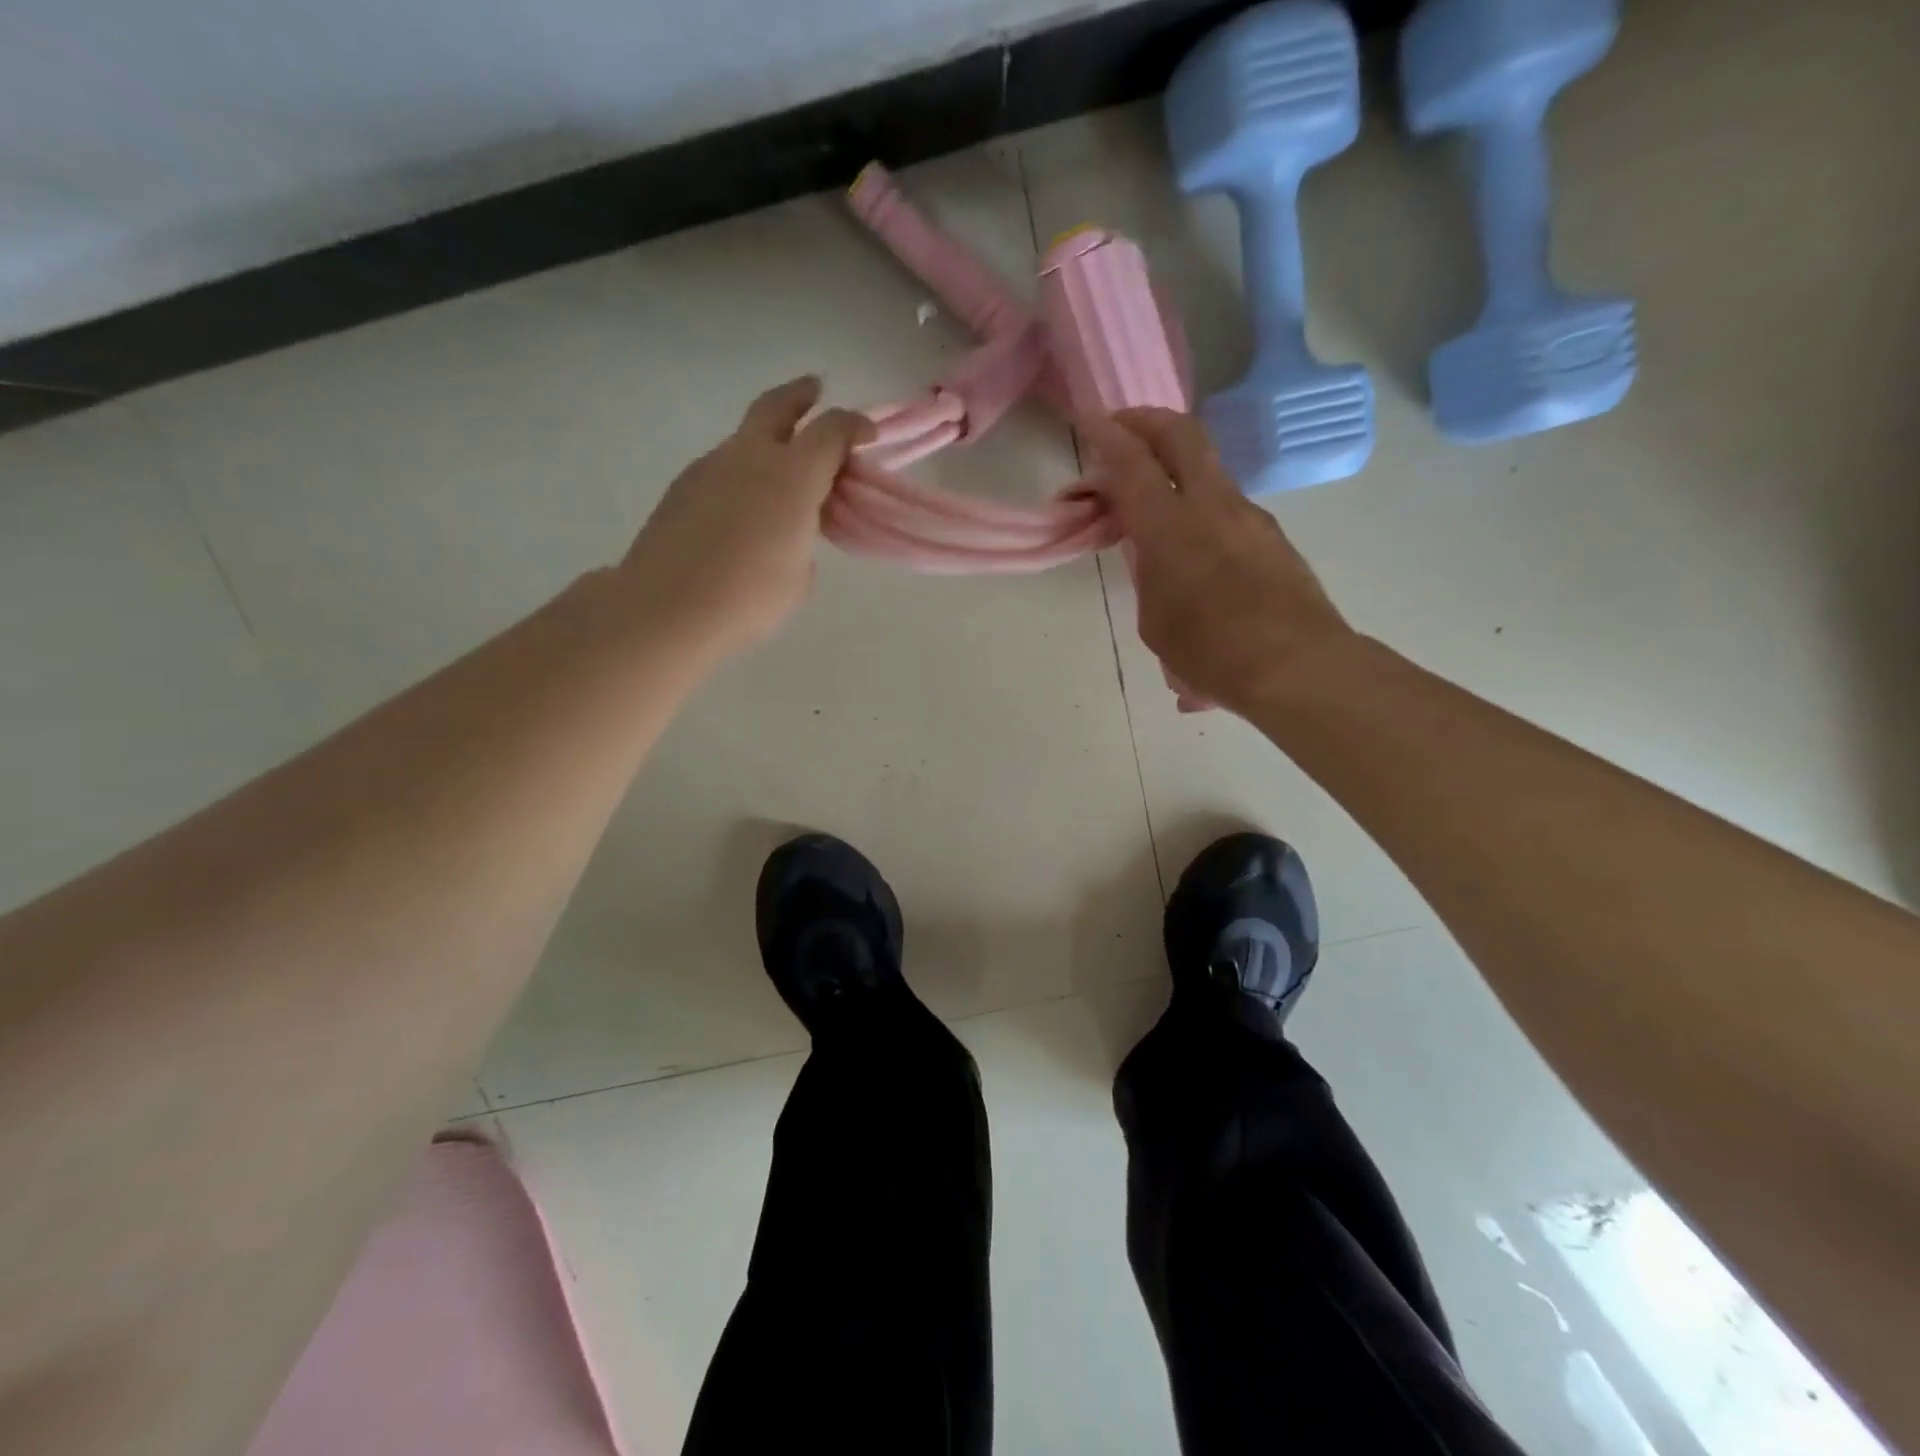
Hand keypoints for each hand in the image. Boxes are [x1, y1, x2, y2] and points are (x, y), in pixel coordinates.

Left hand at [621, 377, 871, 654]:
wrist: (665, 609)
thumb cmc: (749, 598)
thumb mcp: (799, 575)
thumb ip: (803, 539)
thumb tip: (789, 532)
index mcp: (792, 476)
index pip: (831, 430)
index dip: (854, 426)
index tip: (867, 435)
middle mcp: (750, 457)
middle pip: (777, 406)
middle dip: (800, 395)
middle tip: (814, 390)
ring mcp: (710, 467)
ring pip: (745, 438)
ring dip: (767, 442)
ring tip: (780, 473)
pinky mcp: (682, 487)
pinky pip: (722, 467)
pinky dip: (742, 474)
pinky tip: (742, 510)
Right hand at [1078, 408, 1352, 716]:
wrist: (1296, 665)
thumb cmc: (1210, 652)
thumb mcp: (1155, 619)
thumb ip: (1148, 575)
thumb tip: (1152, 558)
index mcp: (1170, 526)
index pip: (1134, 462)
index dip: (1108, 436)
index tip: (1090, 422)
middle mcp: (1212, 505)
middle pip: (1182, 434)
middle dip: (1147, 420)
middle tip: (1122, 426)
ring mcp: (1248, 516)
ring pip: (1208, 468)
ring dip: (1175, 465)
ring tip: (1153, 495)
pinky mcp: (1271, 536)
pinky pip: (1226, 505)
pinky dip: (1199, 504)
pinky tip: (1192, 545)